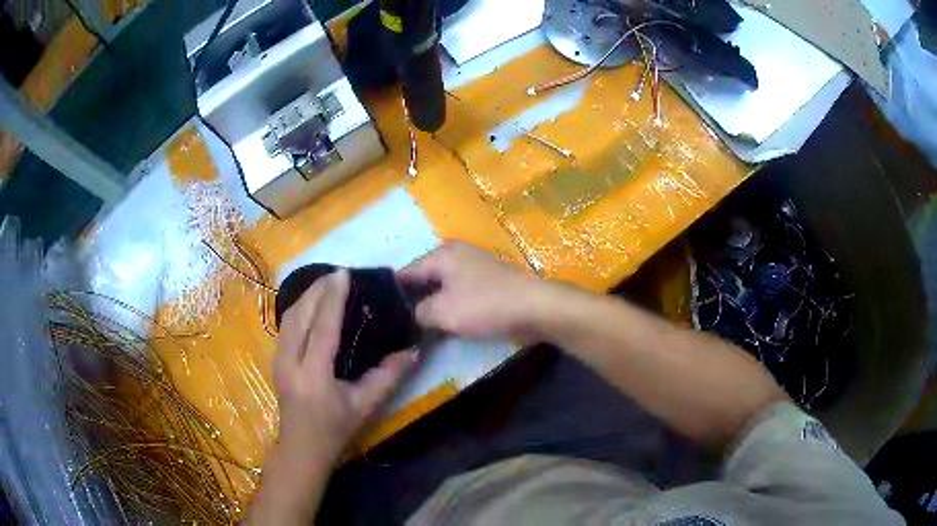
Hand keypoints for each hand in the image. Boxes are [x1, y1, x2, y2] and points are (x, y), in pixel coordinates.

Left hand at [272, 270, 414, 462]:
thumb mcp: (366, 406)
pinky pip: (286, 325)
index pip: (322, 328)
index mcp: (314, 376)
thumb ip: (389, 377)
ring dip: (307, 296)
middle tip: (339, 274)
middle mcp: (290, 363)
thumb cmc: (336, 430)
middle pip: (300, 315)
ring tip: (327, 283)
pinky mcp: (275, 360)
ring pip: (289, 317)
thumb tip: (413, 350)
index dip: (333, 299)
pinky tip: (312, 303)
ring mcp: (278, 360)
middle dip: (317, 290)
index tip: (344, 274)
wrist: (301, 448)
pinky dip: (299, 308)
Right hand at [397, 241, 550, 339]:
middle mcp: (455, 256)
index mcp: (441, 255)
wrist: (536, 308)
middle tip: (394, 326)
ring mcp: (473, 270)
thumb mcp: (443, 312)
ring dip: (430, 308)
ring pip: (441, 290)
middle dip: (410, 302)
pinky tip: (438, 328)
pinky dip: (447, 309)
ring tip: (412, 330)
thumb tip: (409, 317)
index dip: (391, 295)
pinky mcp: (486, 285)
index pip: (404, 273)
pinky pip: (458, 296)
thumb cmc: (485, 305)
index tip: (378, 315)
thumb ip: (418, 313)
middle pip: (423, 280)